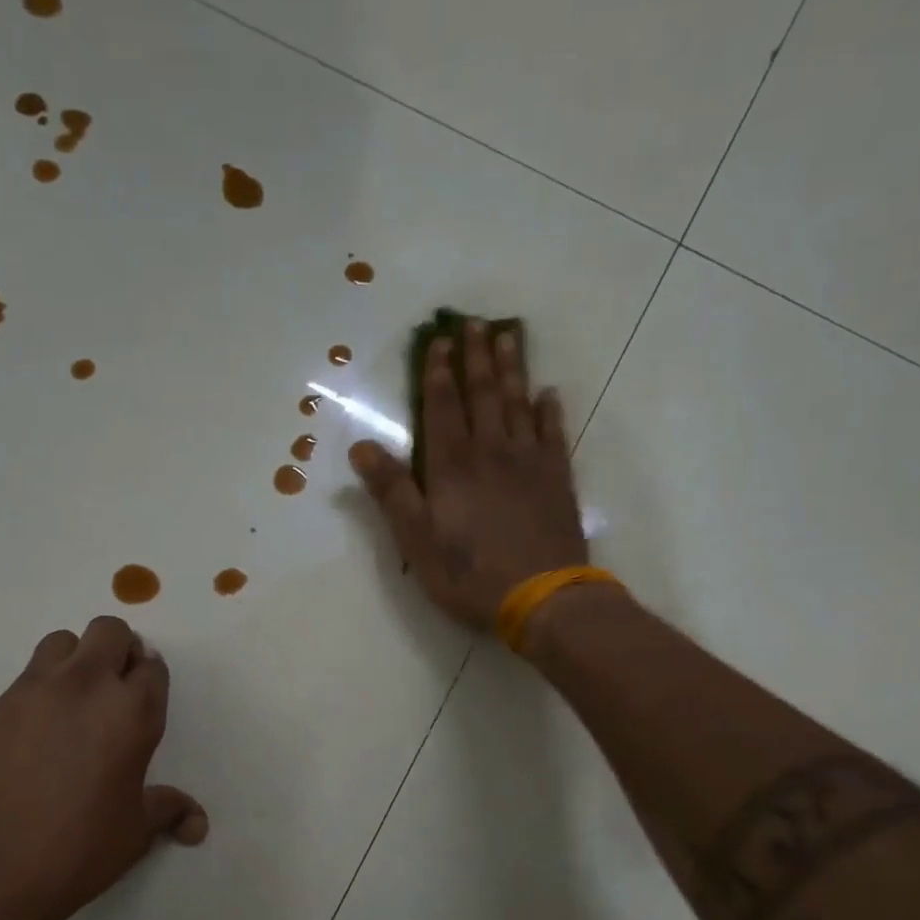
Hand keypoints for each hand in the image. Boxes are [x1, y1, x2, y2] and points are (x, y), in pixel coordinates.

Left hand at [0, 618, 206, 919]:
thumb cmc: (76, 850)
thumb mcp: (134, 832)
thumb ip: (168, 811)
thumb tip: (197, 824)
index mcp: (130, 712)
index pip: (152, 666)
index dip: (151, 680)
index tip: (144, 701)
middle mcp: (84, 686)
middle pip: (108, 631)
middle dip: (118, 650)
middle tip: (113, 691)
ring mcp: (31, 691)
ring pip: (60, 643)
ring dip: (74, 660)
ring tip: (70, 703)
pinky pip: (21, 682)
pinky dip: (34, 697)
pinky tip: (28, 740)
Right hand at [350, 319, 586, 629]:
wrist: (543, 597)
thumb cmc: (469, 573)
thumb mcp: (415, 539)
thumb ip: (391, 491)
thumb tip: (361, 447)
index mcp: (452, 465)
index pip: (443, 406)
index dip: (438, 372)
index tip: (440, 340)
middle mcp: (491, 451)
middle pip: (484, 394)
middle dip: (477, 357)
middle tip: (476, 323)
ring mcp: (530, 462)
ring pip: (518, 403)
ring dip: (512, 369)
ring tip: (509, 337)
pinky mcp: (558, 479)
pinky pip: (554, 433)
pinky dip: (549, 411)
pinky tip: (549, 394)